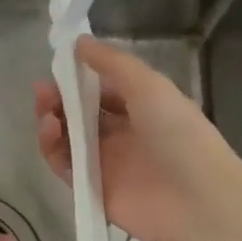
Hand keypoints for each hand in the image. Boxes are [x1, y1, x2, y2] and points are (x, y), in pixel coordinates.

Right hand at [34, 35, 238, 240]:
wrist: (198, 198)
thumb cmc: (177, 133)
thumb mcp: (148, 85)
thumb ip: (112, 63)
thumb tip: (78, 42)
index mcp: (140, 108)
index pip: (100, 90)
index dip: (77, 79)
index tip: (57, 68)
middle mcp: (122, 134)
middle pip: (79, 114)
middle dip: (58, 100)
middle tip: (43, 92)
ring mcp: (106, 163)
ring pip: (68, 139)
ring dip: (51, 122)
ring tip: (47, 114)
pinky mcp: (93, 189)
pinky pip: (65, 166)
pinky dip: (53, 149)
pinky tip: (50, 132)